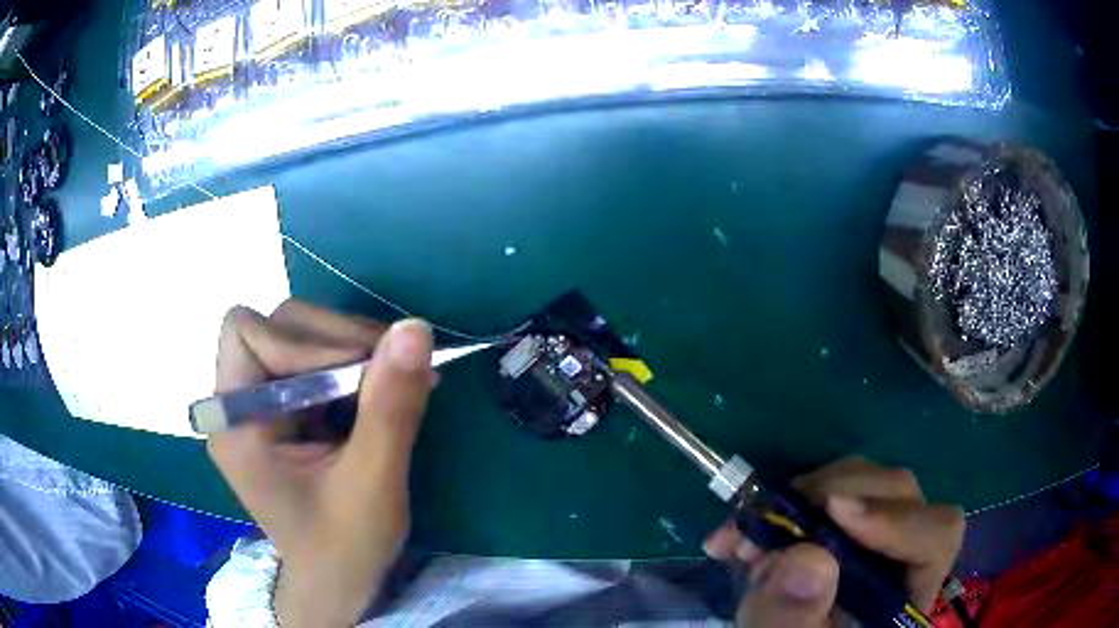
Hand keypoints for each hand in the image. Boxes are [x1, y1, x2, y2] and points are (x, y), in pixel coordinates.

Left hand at [207, 300, 433, 627]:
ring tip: (394, 380)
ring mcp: (262, 402)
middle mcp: (239, 402)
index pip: (249, 335)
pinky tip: (381, 389)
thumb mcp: (373, 484)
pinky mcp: (287, 405)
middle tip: (390, 369)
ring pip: (299, 332)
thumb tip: (415, 328)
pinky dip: (353, 362)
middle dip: (334, 339)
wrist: (338, 580)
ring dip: (349, 347)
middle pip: (275, 324)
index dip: (303, 344)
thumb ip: (390, 407)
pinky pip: (316, 357)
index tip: (361, 374)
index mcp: (236, 424)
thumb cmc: (345, 546)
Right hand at [704, 457, 964, 626]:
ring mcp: (875, 535)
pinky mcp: (842, 526)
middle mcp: (903, 553)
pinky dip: (786, 502)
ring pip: (863, 483)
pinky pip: (827, 491)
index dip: (894, 517)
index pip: (936, 534)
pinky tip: (746, 531)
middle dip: (832, 497)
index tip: (832, 510)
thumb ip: (795, 619)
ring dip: (803, 497)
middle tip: (768, 523)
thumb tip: (805, 557)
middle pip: (898, 495)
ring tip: (749, 535)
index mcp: (907, 593)